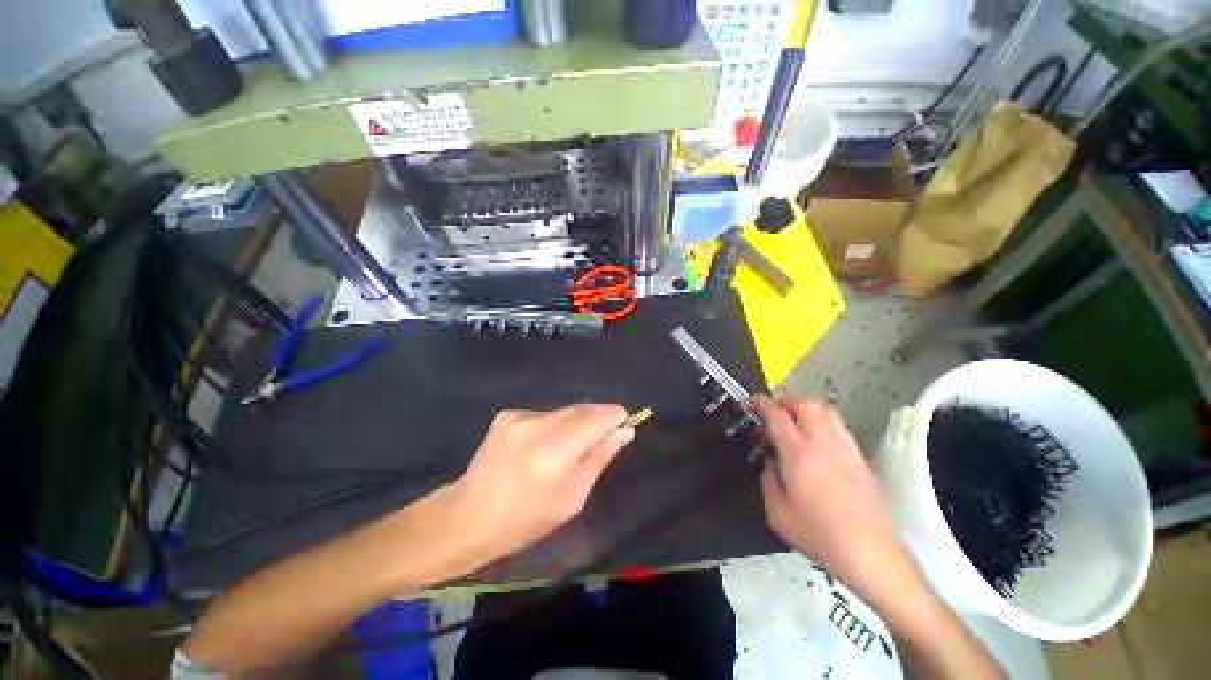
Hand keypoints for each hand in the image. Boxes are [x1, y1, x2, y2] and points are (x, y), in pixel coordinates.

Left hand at [446, 404, 634, 570]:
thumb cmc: (525, 519)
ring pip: (565, 411)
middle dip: (596, 422)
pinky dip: (552, 427)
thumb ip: (599, 457)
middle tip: (595, 446)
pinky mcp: (507, 414)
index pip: (600, 416)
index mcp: (555, 452)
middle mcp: (537, 425)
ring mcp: (519, 416)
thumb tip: (625, 430)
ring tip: (563, 452)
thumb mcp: (572, 498)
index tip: (621, 430)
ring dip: (574, 425)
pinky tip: (539, 448)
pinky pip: (545, 415)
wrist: (468, 515)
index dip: (615, 418)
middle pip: (583, 409)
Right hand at [755, 395, 921, 610]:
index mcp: (798, 453)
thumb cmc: (818, 534)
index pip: (777, 415)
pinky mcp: (862, 459)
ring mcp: (846, 449)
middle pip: (807, 404)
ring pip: (828, 411)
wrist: (870, 554)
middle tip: (776, 409)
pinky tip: (820, 441)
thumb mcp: (777, 513)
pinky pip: (841, 428)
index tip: (754, 400)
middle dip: (788, 400)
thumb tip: (771, 464)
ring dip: (809, 409)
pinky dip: (826, 424)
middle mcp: (823, 443)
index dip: (763, 403)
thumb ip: (768, 481)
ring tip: (798, 420)